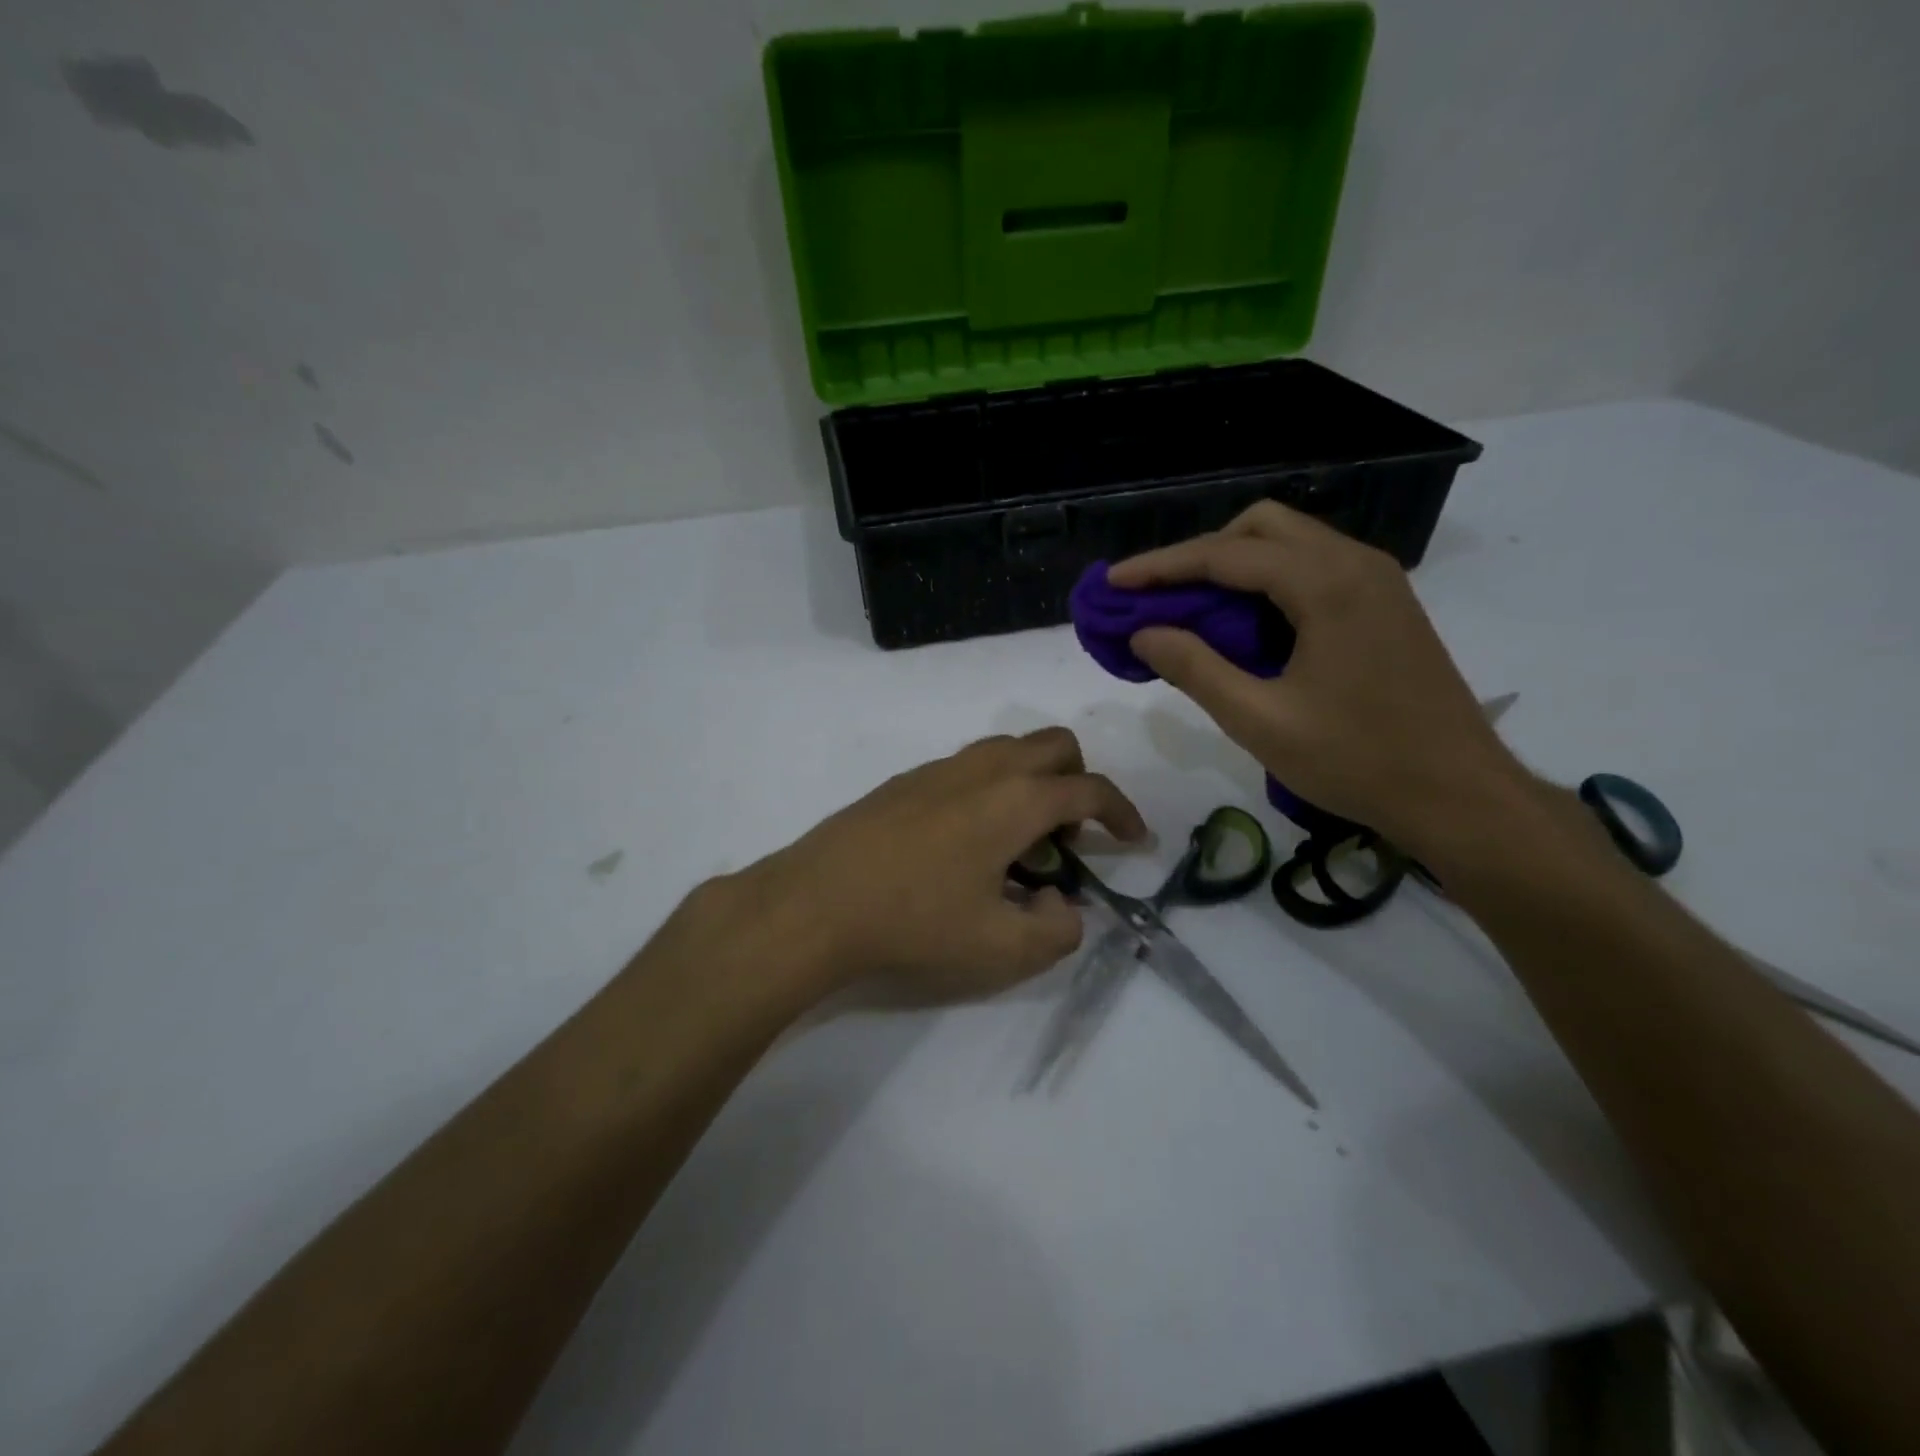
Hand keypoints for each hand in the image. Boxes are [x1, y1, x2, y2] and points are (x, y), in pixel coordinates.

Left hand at [724, 728, 1145, 1003]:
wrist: (814, 903)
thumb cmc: (914, 923)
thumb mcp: (1001, 949)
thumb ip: (1056, 930)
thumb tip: (1063, 905)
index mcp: (1015, 800)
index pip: (1089, 789)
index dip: (1123, 812)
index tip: (1134, 839)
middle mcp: (982, 769)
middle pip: (1053, 745)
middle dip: (1079, 782)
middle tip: (1069, 837)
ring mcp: (938, 769)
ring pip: (1008, 750)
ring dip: (1033, 783)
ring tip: (1019, 843)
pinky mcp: (905, 781)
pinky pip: (969, 767)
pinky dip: (992, 789)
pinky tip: (966, 843)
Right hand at [1109, 502, 1524, 859]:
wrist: (1460, 795)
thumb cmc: (1357, 760)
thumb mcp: (1259, 719)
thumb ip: (1195, 668)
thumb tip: (1144, 632)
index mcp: (1326, 584)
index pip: (1225, 555)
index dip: (1161, 567)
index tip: (1115, 580)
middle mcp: (1356, 563)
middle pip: (1261, 527)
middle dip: (1200, 554)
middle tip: (1159, 596)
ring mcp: (1378, 580)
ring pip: (1290, 542)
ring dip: (1234, 565)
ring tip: (1191, 609)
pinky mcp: (1385, 603)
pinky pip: (1313, 567)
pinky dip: (1267, 581)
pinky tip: (1245, 623)